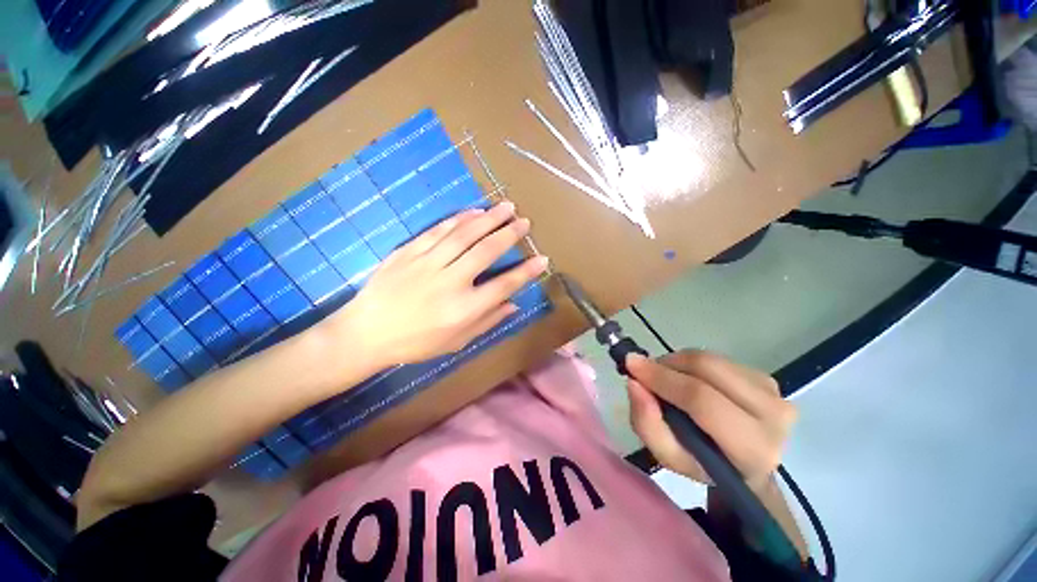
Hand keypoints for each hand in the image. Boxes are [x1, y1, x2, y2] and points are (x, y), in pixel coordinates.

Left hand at [326, 202, 548, 367]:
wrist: (366, 333)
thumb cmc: (416, 343)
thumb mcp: (456, 341)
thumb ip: (487, 321)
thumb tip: (514, 305)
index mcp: (464, 309)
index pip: (504, 285)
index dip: (526, 272)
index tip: (542, 259)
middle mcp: (450, 282)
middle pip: (486, 251)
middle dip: (509, 234)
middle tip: (524, 221)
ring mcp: (428, 264)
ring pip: (464, 234)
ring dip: (488, 218)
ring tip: (506, 207)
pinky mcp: (409, 252)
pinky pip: (438, 230)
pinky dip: (459, 219)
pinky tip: (473, 211)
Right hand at [625, 350, 796, 490]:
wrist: (745, 463)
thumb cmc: (704, 465)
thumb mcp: (669, 456)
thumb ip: (647, 423)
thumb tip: (634, 382)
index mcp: (752, 448)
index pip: (702, 400)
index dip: (662, 378)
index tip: (631, 365)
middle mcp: (773, 415)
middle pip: (707, 368)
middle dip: (667, 364)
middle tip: (645, 371)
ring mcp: (774, 392)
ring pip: (710, 359)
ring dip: (677, 363)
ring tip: (666, 379)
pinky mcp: (766, 377)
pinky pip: (717, 358)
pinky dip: (692, 364)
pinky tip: (688, 379)